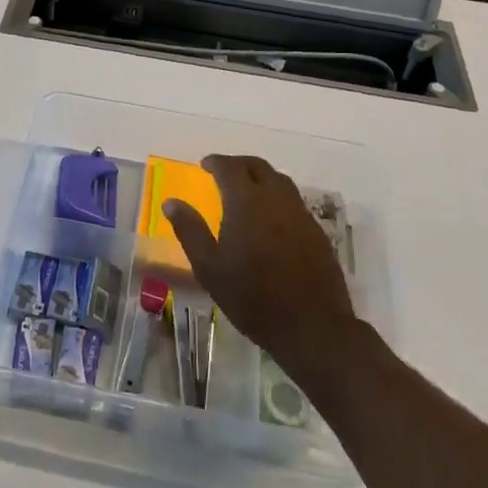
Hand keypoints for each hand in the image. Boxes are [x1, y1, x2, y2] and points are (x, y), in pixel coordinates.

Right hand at [163, 154, 355, 382]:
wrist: (311, 325)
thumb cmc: (252, 297)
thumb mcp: (209, 267)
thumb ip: (190, 230)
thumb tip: (171, 202)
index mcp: (246, 202)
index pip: (229, 167)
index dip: (216, 162)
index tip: (204, 165)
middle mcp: (275, 198)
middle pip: (258, 167)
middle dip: (238, 164)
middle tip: (224, 172)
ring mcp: (300, 213)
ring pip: (280, 180)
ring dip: (261, 177)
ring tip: (247, 190)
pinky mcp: (316, 231)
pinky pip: (294, 201)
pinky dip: (278, 197)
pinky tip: (271, 217)